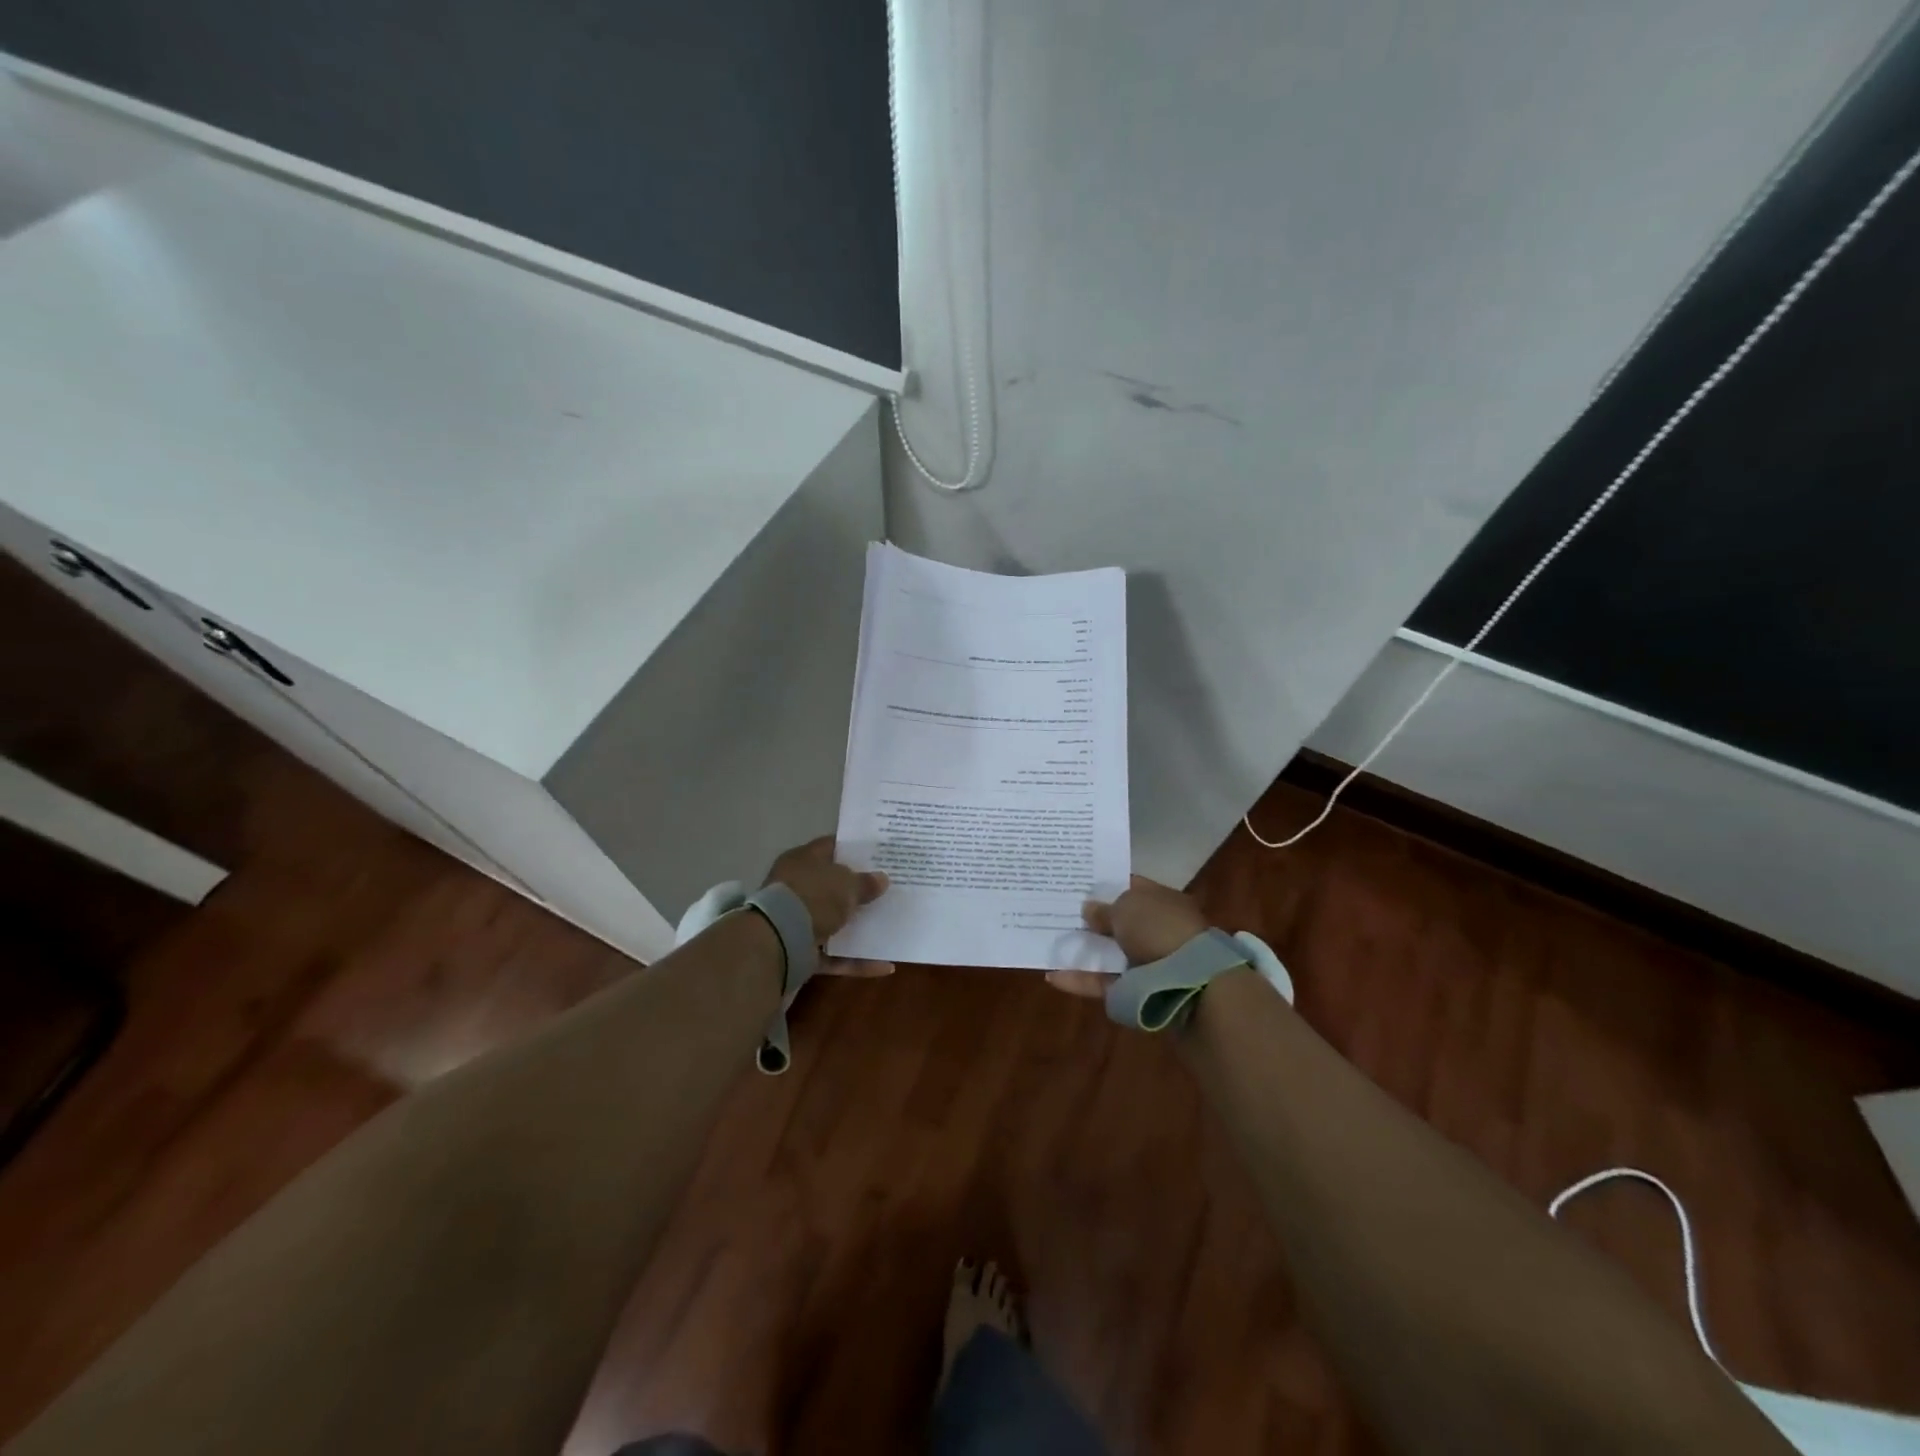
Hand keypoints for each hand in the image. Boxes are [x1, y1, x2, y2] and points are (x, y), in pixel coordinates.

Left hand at [764, 835, 892, 977]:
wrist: (779, 940)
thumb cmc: (813, 897)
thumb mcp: (847, 884)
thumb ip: (866, 882)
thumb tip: (882, 879)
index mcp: (803, 860)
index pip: (831, 847)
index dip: (854, 850)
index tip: (879, 855)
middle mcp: (797, 887)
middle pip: (833, 886)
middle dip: (858, 890)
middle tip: (888, 890)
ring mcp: (797, 921)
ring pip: (833, 922)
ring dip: (858, 928)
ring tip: (890, 927)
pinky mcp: (801, 952)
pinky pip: (835, 955)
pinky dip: (857, 961)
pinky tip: (884, 965)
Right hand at [1047, 874, 1211, 998]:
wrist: (1189, 984)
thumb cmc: (1159, 929)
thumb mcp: (1127, 907)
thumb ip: (1105, 908)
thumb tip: (1089, 908)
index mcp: (1163, 901)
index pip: (1133, 887)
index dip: (1107, 884)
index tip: (1079, 883)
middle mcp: (1157, 929)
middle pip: (1121, 921)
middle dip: (1093, 919)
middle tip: (1060, 912)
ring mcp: (1148, 962)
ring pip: (1110, 953)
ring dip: (1085, 950)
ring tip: (1052, 942)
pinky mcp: (1137, 991)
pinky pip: (1103, 982)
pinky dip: (1080, 979)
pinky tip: (1052, 975)